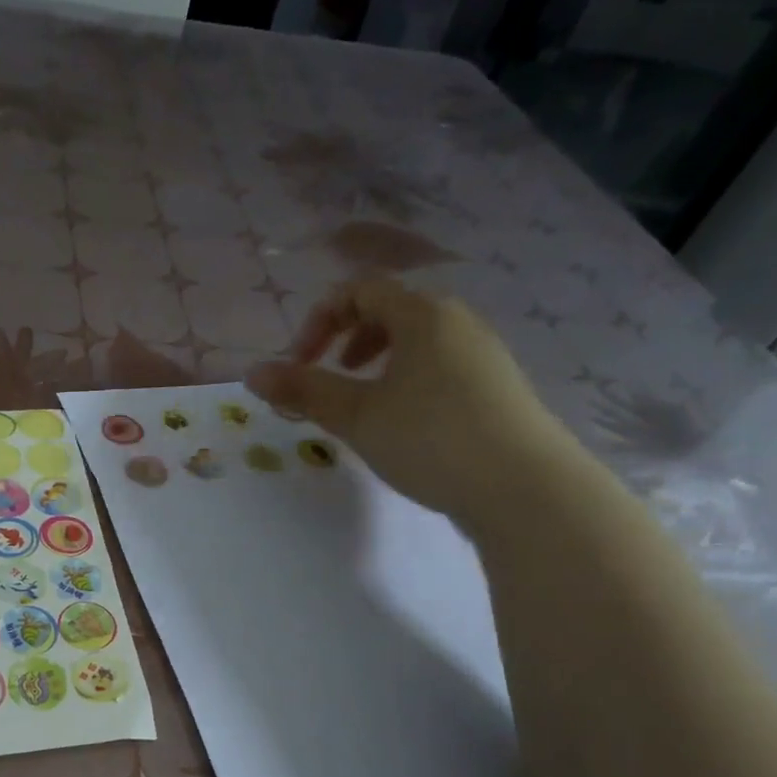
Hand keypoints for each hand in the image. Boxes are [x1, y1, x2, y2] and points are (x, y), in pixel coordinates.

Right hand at [247, 275, 581, 531]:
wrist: (523, 487)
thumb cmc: (430, 438)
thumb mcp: (357, 416)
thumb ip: (304, 391)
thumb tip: (252, 373)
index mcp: (423, 314)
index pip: (359, 290)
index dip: (318, 320)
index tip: (300, 365)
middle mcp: (457, 322)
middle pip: (391, 309)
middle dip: (347, 338)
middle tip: (328, 375)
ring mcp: (482, 354)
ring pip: (417, 340)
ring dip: (377, 360)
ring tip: (363, 401)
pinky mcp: (495, 388)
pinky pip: (439, 365)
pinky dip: (407, 379)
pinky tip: (404, 423)